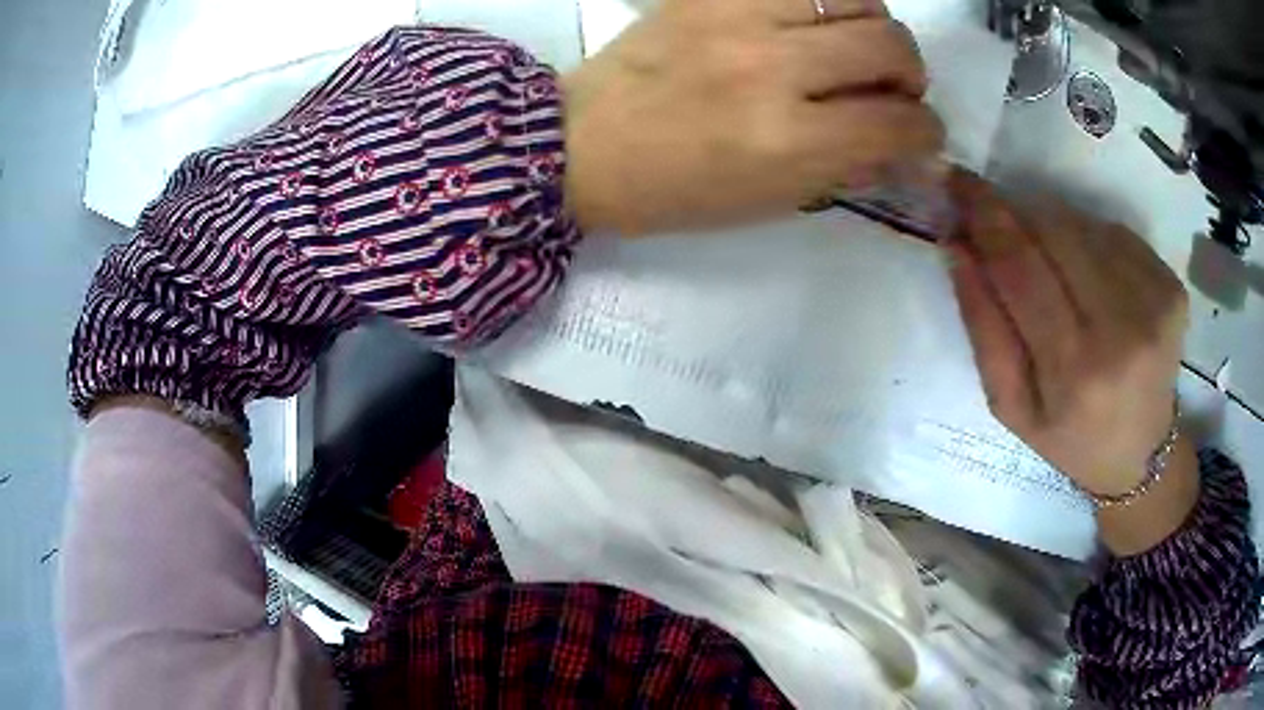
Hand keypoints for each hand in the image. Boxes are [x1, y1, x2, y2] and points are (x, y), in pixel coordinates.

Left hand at [563, 0, 943, 234]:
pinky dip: (822, 1)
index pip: (898, 123)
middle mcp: (773, 67)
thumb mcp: (768, 202)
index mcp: (787, 140)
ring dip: (873, 25)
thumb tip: (898, 145)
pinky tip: (811, 22)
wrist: (581, 144)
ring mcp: (738, 18)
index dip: (926, 133)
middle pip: (890, 45)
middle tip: (893, 88)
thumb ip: (844, 168)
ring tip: (853, 47)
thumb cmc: (674, 189)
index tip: (921, 134)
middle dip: (911, 75)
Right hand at [945, 171, 1189, 499]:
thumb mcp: (1011, 407)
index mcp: (1076, 372)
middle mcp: (1123, 329)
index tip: (956, 181)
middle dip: (1016, 213)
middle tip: (994, 218)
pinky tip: (1088, 274)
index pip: (1021, 267)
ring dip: (1052, 228)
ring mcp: (1155, 302)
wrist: (1142, 453)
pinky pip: (1113, 233)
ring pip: (1083, 224)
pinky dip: (1089, 240)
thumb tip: (958, 244)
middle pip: (1054, 231)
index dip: (985, 216)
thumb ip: (983, 327)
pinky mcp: (1172, 286)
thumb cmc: (1070, 437)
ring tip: (1049, 265)